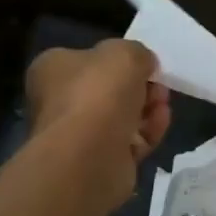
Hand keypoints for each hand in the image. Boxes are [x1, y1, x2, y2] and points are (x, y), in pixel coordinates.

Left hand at [25, 40, 169, 209]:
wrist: (89, 156)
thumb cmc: (99, 93)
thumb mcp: (125, 54)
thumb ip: (137, 53)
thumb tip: (143, 65)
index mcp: (52, 70)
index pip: (86, 59)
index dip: (118, 59)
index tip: (145, 63)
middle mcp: (58, 102)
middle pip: (107, 89)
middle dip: (139, 86)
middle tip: (158, 84)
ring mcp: (78, 135)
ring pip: (121, 117)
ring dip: (147, 108)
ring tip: (163, 105)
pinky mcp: (98, 162)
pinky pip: (129, 141)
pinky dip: (148, 131)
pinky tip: (161, 122)